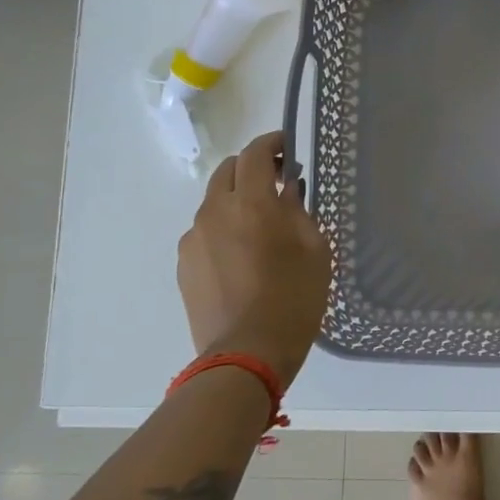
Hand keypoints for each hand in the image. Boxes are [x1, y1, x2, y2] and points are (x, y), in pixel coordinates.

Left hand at [177, 131, 330, 386]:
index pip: (255, 154)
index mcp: (252, 204)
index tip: (287, 147)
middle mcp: (215, 212)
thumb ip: (299, 211)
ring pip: (214, 201)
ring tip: (260, 224)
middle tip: (278, 182)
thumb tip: (287, 190)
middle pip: (228, 171)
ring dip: (237, 199)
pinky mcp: (184, 264)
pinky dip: (223, 227)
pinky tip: (242, 254)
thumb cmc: (293, 300)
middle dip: (252, 167)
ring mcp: (194, 239)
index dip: (272, 143)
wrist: (246, 355)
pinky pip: (205, 231)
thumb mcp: (315, 251)